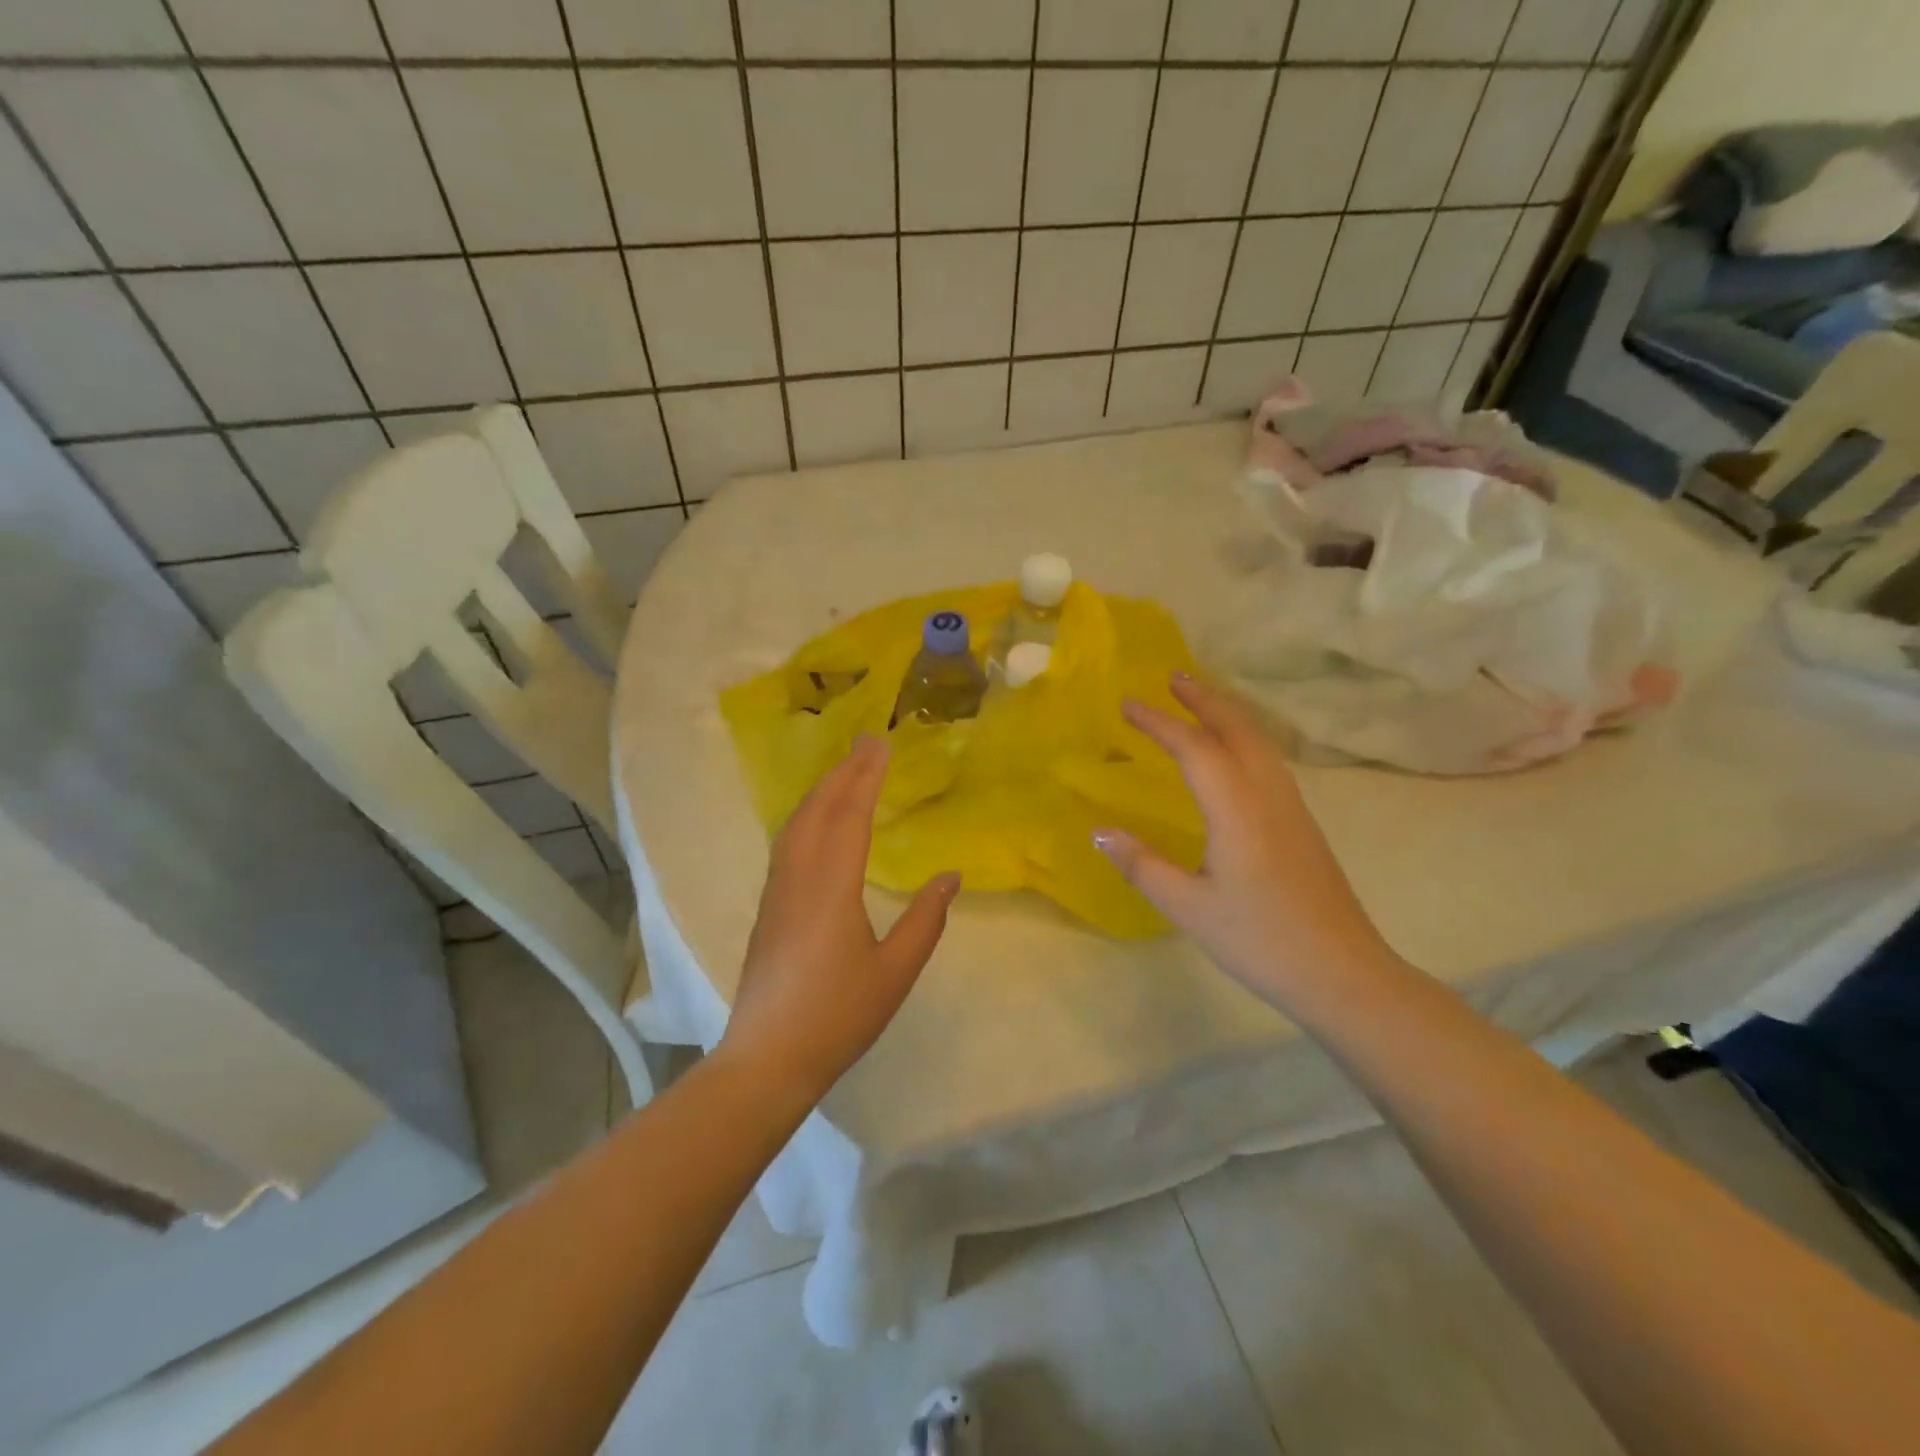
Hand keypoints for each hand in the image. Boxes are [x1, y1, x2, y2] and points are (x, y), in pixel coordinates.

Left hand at [721, 735, 959, 1100]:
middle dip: (844, 772)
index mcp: (832, 887)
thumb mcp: (896, 972)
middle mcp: (799, 877)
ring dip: (822, 790)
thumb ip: (926, 920)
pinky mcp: (768, 906)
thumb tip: (950, 876)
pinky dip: (807, 815)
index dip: (867, 777)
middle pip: (819, 809)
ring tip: (845, 770)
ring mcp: (777, 890)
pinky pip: (788, 842)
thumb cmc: (838, 1016)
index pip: (851, 816)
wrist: (768, 1058)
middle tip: (868, 742)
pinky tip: (816, 820)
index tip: (882, 744)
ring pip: (797, 824)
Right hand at [1094, 674, 1397, 1012]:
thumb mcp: (1188, 907)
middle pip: (1237, 729)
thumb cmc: (1259, 940)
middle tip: (1173, 677)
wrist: (1343, 973)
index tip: (1127, 704)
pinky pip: (1269, 761)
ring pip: (1259, 742)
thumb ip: (1141, 865)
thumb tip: (1099, 831)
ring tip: (1199, 701)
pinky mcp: (1303, 824)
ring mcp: (1292, 807)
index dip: (1159, 722)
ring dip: (1228, 714)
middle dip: (1203, 699)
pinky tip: (1233, 754)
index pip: (1194, 748)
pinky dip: (1244, 738)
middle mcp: (1268, 795)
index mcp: (1237, 809)